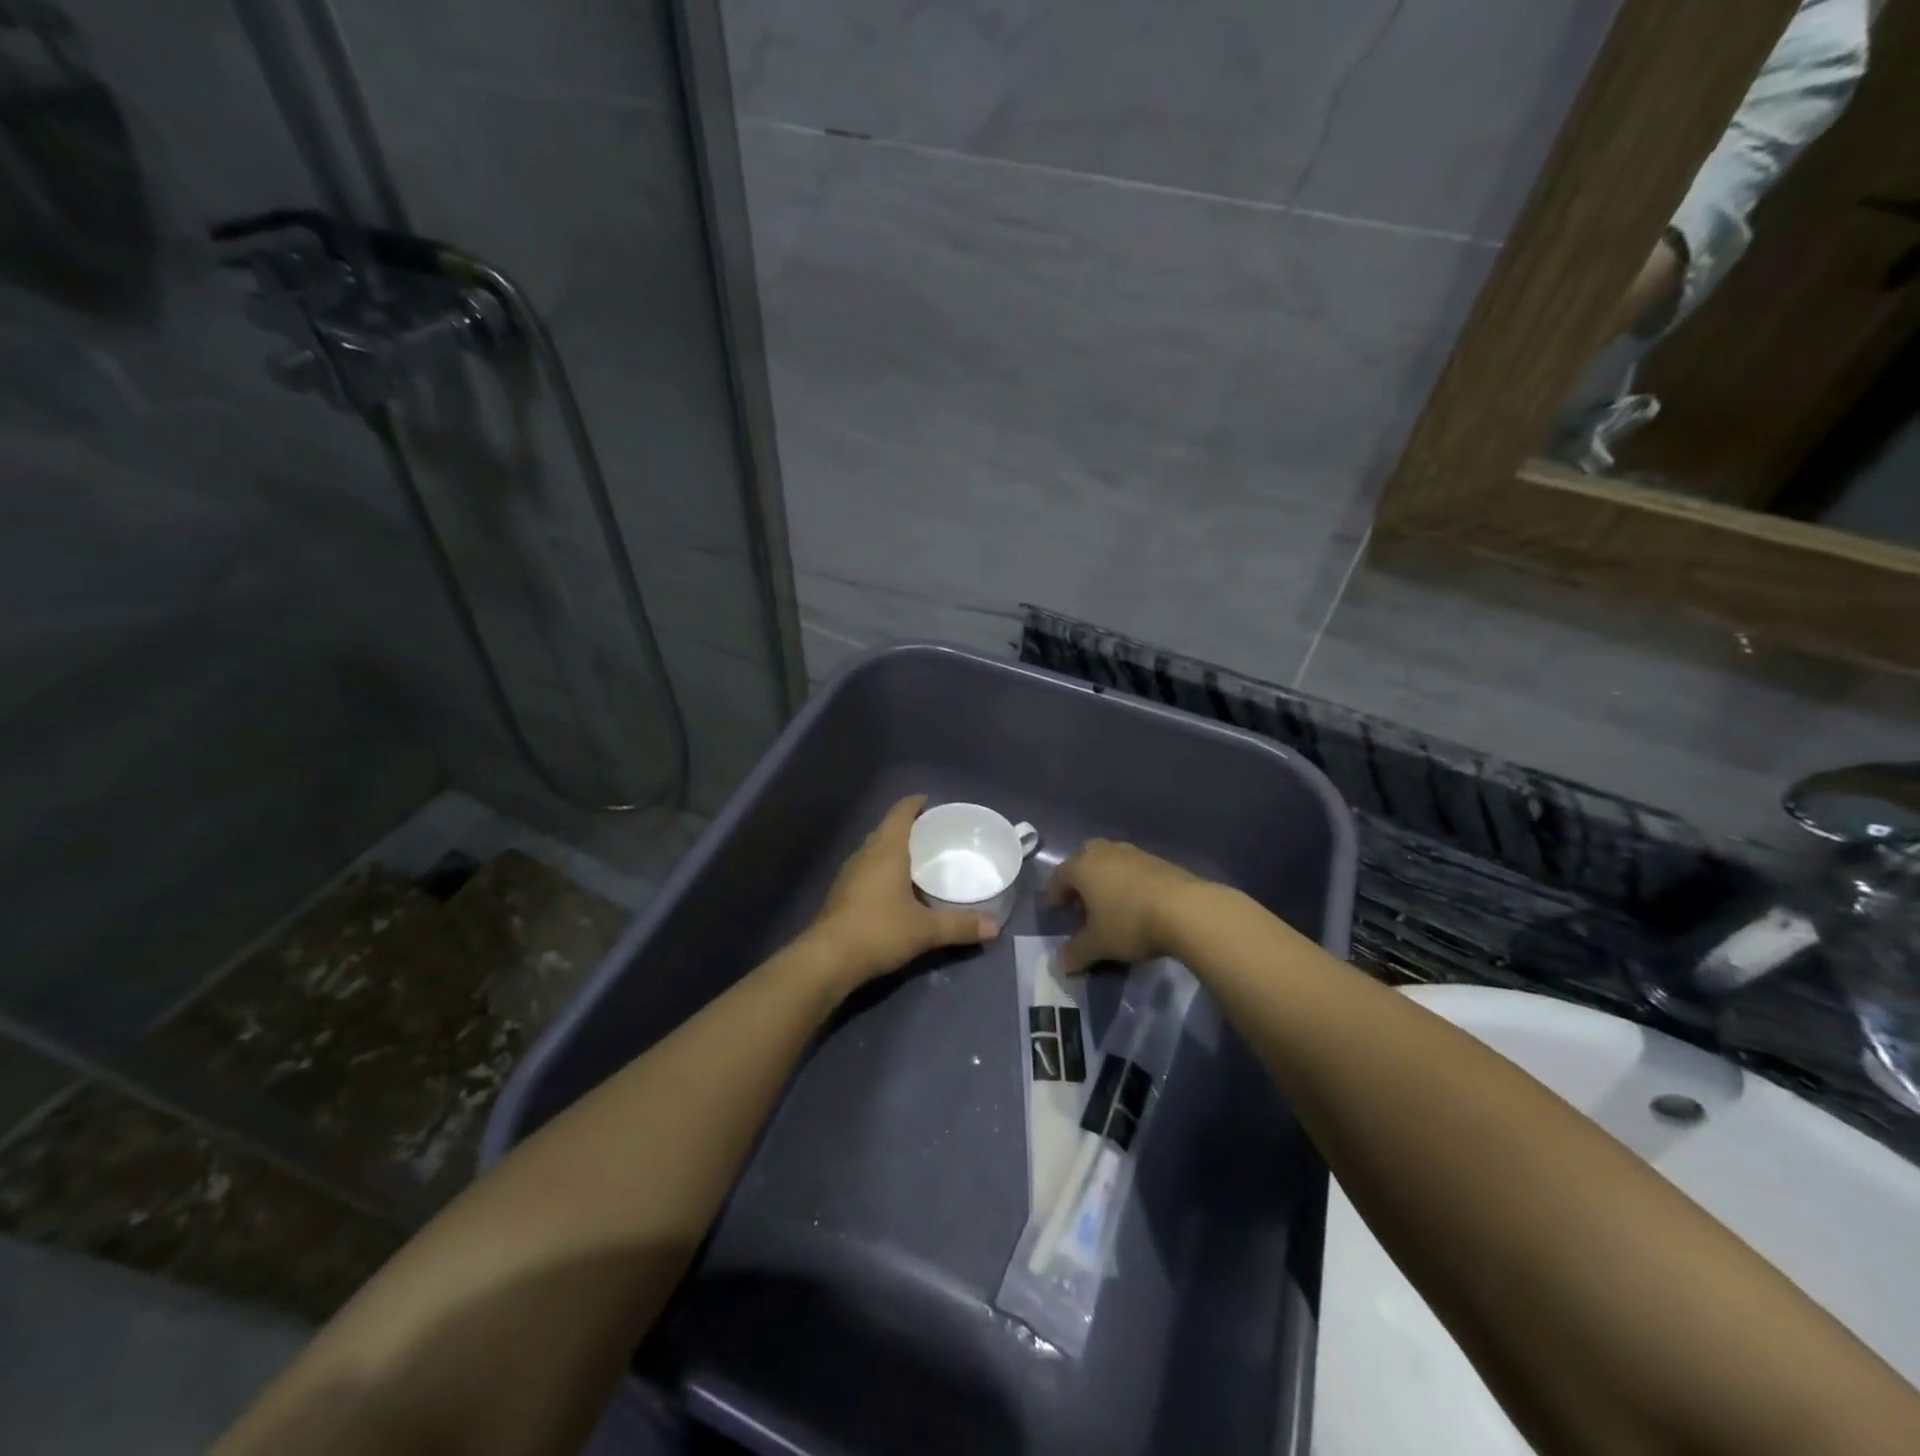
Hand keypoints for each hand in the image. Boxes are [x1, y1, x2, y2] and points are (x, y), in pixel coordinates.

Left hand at [805, 795, 996, 984]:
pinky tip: (892, 890)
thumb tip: (993, 927)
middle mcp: (864, 855)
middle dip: (905, 827)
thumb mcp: (925, 930)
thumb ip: (960, 926)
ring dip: (890, 849)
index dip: (913, 803)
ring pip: (872, 851)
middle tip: (929, 834)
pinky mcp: (839, 895)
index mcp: (886, 851)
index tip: (928, 801)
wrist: (827, 959)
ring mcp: (848, 875)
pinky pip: (864, 871)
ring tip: (913, 860)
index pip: (899, 813)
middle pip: (885, 830)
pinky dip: (880, 870)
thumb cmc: (879, 931)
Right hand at [1045, 839, 1204, 972]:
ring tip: (1108, 906)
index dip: (1053, 895)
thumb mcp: (1098, 944)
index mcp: (1082, 866)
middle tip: (1080, 905)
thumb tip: (1058, 964)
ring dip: (1104, 880)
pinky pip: (1131, 869)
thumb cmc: (1130, 923)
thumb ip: (1076, 952)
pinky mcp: (1158, 860)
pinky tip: (1134, 904)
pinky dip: (1126, 882)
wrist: (1186, 909)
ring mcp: (1133, 853)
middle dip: (1079, 881)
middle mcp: (1104, 852)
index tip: (1052, 910)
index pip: (1058, 877)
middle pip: (1083, 861)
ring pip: (1109, 862)